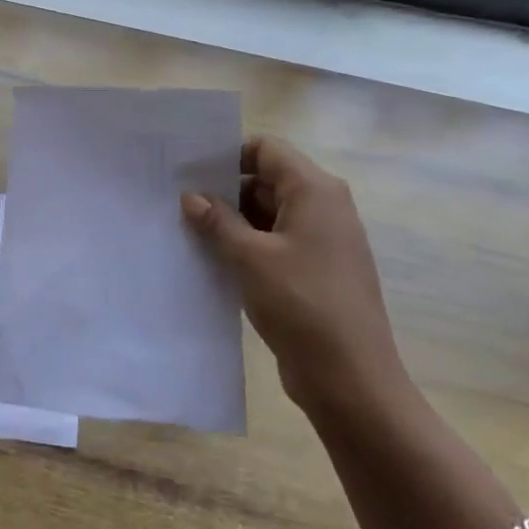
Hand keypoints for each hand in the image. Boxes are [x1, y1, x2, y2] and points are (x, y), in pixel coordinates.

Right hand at [181, 136, 407, 414]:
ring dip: (232, 221)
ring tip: (187, 231)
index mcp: (315, 191)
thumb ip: (217, 221)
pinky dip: (246, 246)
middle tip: (178, 203)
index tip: (189, 172)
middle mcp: (323, 207)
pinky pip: (274, 243)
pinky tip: (212, 259)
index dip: (228, 155)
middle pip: (266, 180)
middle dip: (224, 191)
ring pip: (267, 214)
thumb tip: (190, 196)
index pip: (266, 149)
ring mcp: (321, 241)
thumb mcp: (250, 258)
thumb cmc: (302, 304)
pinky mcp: (314, 270)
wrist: (351, 378)